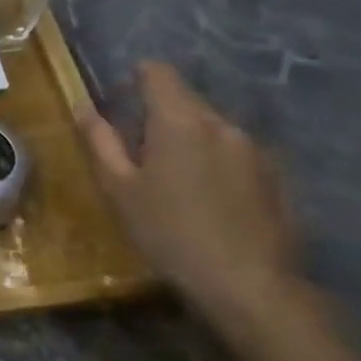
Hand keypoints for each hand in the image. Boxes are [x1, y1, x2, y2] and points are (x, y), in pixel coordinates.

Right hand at [82, 62, 306, 340]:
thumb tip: (83, 107)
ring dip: (189, 138)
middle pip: (187, 99)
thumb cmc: (169, 232)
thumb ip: (100, 141)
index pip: (159, 73)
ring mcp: (256, 151)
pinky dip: (215, 162)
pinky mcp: (277, 178)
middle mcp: (223, 125)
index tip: (120, 97)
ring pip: (213, 128)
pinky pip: (236, 154)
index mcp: (180, 121)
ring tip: (172, 176)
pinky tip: (206, 198)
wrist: (250, 287)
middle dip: (160, 112)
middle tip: (137, 147)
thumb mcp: (119, 188)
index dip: (137, 76)